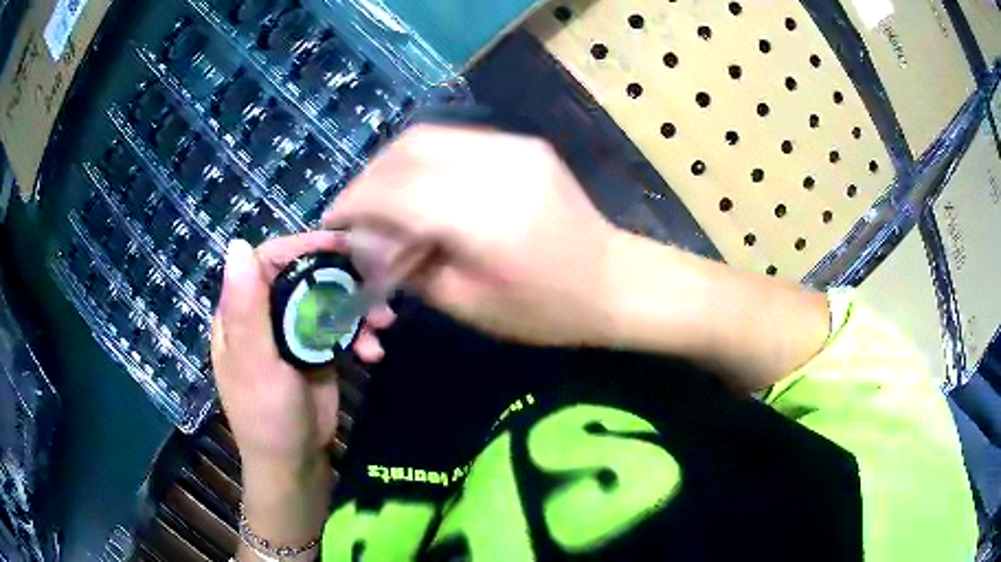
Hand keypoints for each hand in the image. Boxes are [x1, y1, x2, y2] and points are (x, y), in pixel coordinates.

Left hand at [210, 231, 392, 473]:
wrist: (296, 464)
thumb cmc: (267, 416)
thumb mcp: (255, 364)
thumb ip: (246, 309)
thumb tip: (237, 243)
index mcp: (240, 313)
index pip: (266, 261)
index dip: (300, 246)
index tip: (339, 245)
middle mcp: (265, 316)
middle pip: (302, 276)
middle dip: (340, 280)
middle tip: (375, 286)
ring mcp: (293, 334)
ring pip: (327, 301)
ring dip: (358, 309)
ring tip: (384, 326)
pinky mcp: (317, 351)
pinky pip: (341, 329)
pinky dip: (360, 335)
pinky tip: (374, 353)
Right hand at [324, 124, 620, 346]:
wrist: (613, 280)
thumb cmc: (545, 310)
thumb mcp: (468, 304)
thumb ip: (410, 267)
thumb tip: (372, 243)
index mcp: (481, 217)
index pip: (394, 193)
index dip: (353, 204)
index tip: (332, 221)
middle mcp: (495, 167)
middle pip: (406, 151)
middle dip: (368, 179)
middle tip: (356, 211)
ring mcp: (513, 147)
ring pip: (428, 136)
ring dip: (392, 164)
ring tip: (382, 199)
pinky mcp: (523, 144)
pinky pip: (456, 140)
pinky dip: (424, 159)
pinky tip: (420, 187)